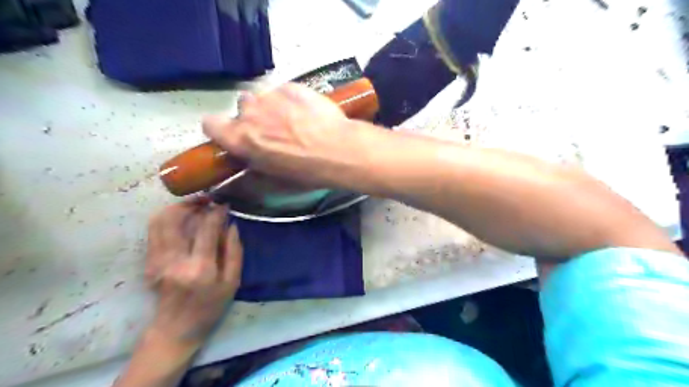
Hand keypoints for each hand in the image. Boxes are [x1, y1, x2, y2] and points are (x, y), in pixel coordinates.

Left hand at [144, 199, 242, 344]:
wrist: (175, 329)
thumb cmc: (210, 307)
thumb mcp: (232, 282)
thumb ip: (234, 252)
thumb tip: (231, 225)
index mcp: (200, 267)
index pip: (206, 228)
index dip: (216, 212)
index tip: (224, 204)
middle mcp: (174, 261)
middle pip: (174, 219)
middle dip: (191, 203)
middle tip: (206, 199)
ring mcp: (156, 261)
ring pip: (158, 222)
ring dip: (176, 208)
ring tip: (193, 205)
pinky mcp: (148, 263)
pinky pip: (154, 232)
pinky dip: (167, 219)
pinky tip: (182, 220)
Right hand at [202, 82, 357, 187]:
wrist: (339, 150)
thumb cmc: (307, 171)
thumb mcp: (275, 181)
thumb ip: (251, 171)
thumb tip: (238, 175)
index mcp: (240, 138)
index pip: (210, 124)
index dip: (222, 130)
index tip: (236, 136)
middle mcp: (250, 113)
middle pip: (242, 108)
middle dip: (253, 117)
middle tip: (274, 131)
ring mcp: (271, 96)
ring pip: (264, 98)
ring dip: (272, 107)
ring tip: (294, 120)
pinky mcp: (292, 87)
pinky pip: (284, 91)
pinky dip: (291, 100)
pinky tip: (307, 112)